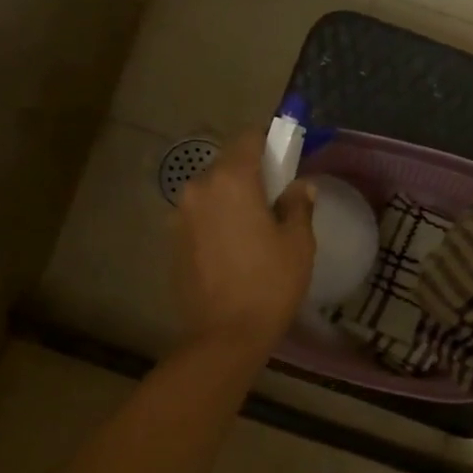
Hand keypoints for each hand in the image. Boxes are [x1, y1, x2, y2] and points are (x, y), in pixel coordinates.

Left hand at [174, 130, 316, 353]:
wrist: (224, 335)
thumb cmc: (270, 284)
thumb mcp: (298, 243)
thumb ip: (298, 205)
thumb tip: (299, 187)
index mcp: (232, 180)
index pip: (248, 137)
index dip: (270, 142)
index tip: (285, 160)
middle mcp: (199, 188)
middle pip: (227, 164)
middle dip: (251, 173)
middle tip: (275, 200)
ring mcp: (180, 215)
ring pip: (211, 192)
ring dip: (232, 199)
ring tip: (253, 230)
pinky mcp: (173, 241)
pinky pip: (200, 217)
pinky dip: (216, 221)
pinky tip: (233, 250)